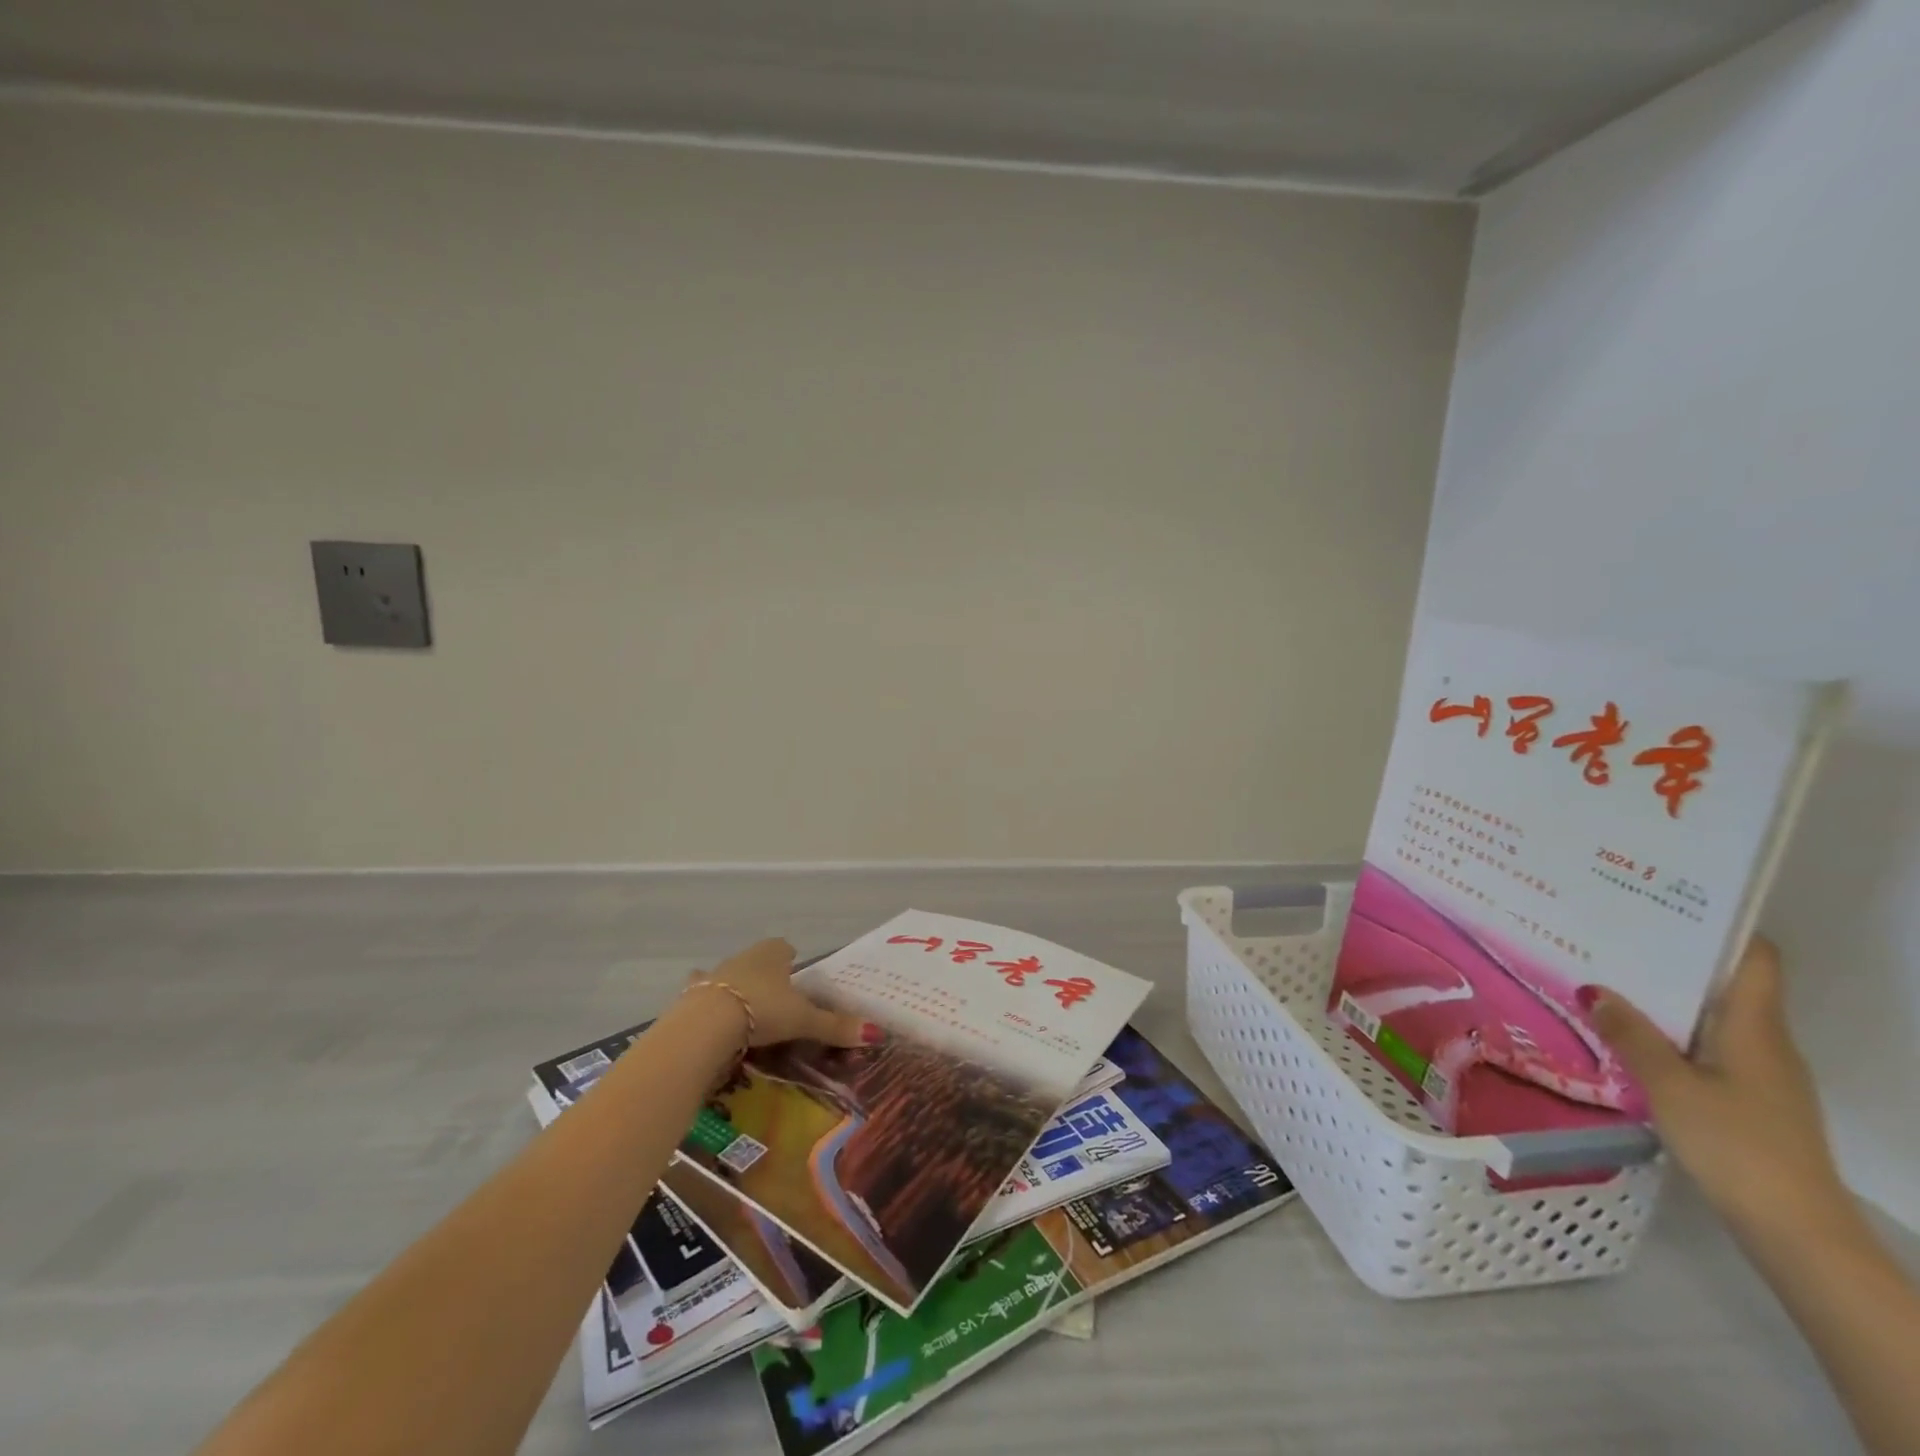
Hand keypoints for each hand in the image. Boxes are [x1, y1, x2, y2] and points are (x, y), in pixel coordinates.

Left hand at [689, 938, 876, 1049]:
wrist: (707, 1024)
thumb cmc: (763, 1011)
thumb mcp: (804, 1020)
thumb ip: (835, 1026)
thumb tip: (876, 1033)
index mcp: (773, 953)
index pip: (786, 948)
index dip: (791, 961)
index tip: (796, 979)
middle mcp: (744, 956)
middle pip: (759, 960)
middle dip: (766, 976)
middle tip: (776, 1002)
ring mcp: (716, 973)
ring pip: (731, 974)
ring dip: (737, 987)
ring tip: (745, 1011)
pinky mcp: (692, 994)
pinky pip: (702, 993)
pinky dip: (706, 1001)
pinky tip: (708, 1014)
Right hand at [1590, 937, 1850, 1242]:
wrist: (1795, 1229)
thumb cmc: (1736, 1144)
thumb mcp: (1669, 1085)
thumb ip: (1630, 1035)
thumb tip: (1594, 988)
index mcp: (1756, 1028)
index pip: (1756, 959)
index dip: (1724, 927)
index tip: (1670, 904)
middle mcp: (1766, 1043)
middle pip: (1727, 984)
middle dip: (1675, 959)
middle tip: (1613, 935)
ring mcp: (1762, 1074)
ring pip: (1713, 1017)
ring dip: (1667, 998)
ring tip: (1607, 979)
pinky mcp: (1750, 1100)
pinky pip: (1707, 1047)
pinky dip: (1671, 1032)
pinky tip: (1628, 1036)